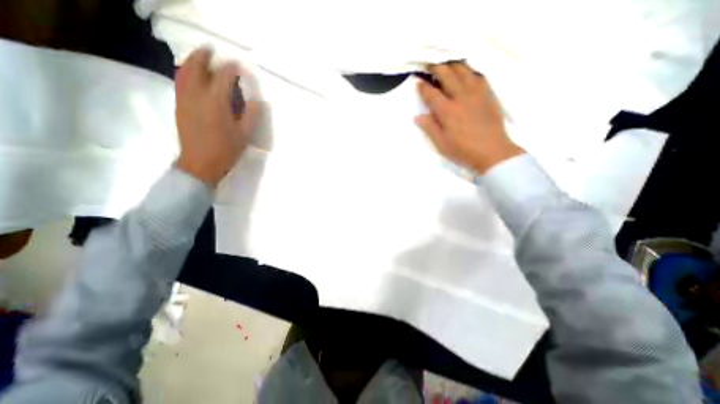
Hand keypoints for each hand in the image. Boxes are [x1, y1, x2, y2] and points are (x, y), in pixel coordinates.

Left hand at [174, 47, 261, 185]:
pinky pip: (180, 82)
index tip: (240, 66)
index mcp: (217, 102)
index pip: (224, 76)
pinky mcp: (179, 106)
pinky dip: (185, 72)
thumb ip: (252, 115)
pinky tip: (191, 74)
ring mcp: (185, 99)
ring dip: (192, 60)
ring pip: (184, 72)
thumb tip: (257, 100)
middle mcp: (197, 95)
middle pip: (197, 66)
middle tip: (213, 50)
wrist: (200, 164)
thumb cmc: (226, 150)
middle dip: (205, 56)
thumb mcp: (245, 134)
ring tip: (200, 57)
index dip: (232, 69)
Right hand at [413, 61, 526, 173]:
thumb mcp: (441, 144)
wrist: (492, 151)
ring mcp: (476, 93)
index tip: (418, 82)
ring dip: (453, 65)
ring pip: (464, 70)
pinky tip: (466, 72)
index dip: (423, 87)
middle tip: (429, 65)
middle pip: (447, 74)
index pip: (431, 93)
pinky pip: (478, 75)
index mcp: (447, 111)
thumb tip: (417, 116)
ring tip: (446, 64)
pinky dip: (469, 70)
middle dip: (436, 67)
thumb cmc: (463, 150)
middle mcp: (461, 97)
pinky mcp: (488, 93)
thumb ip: (430, 128)